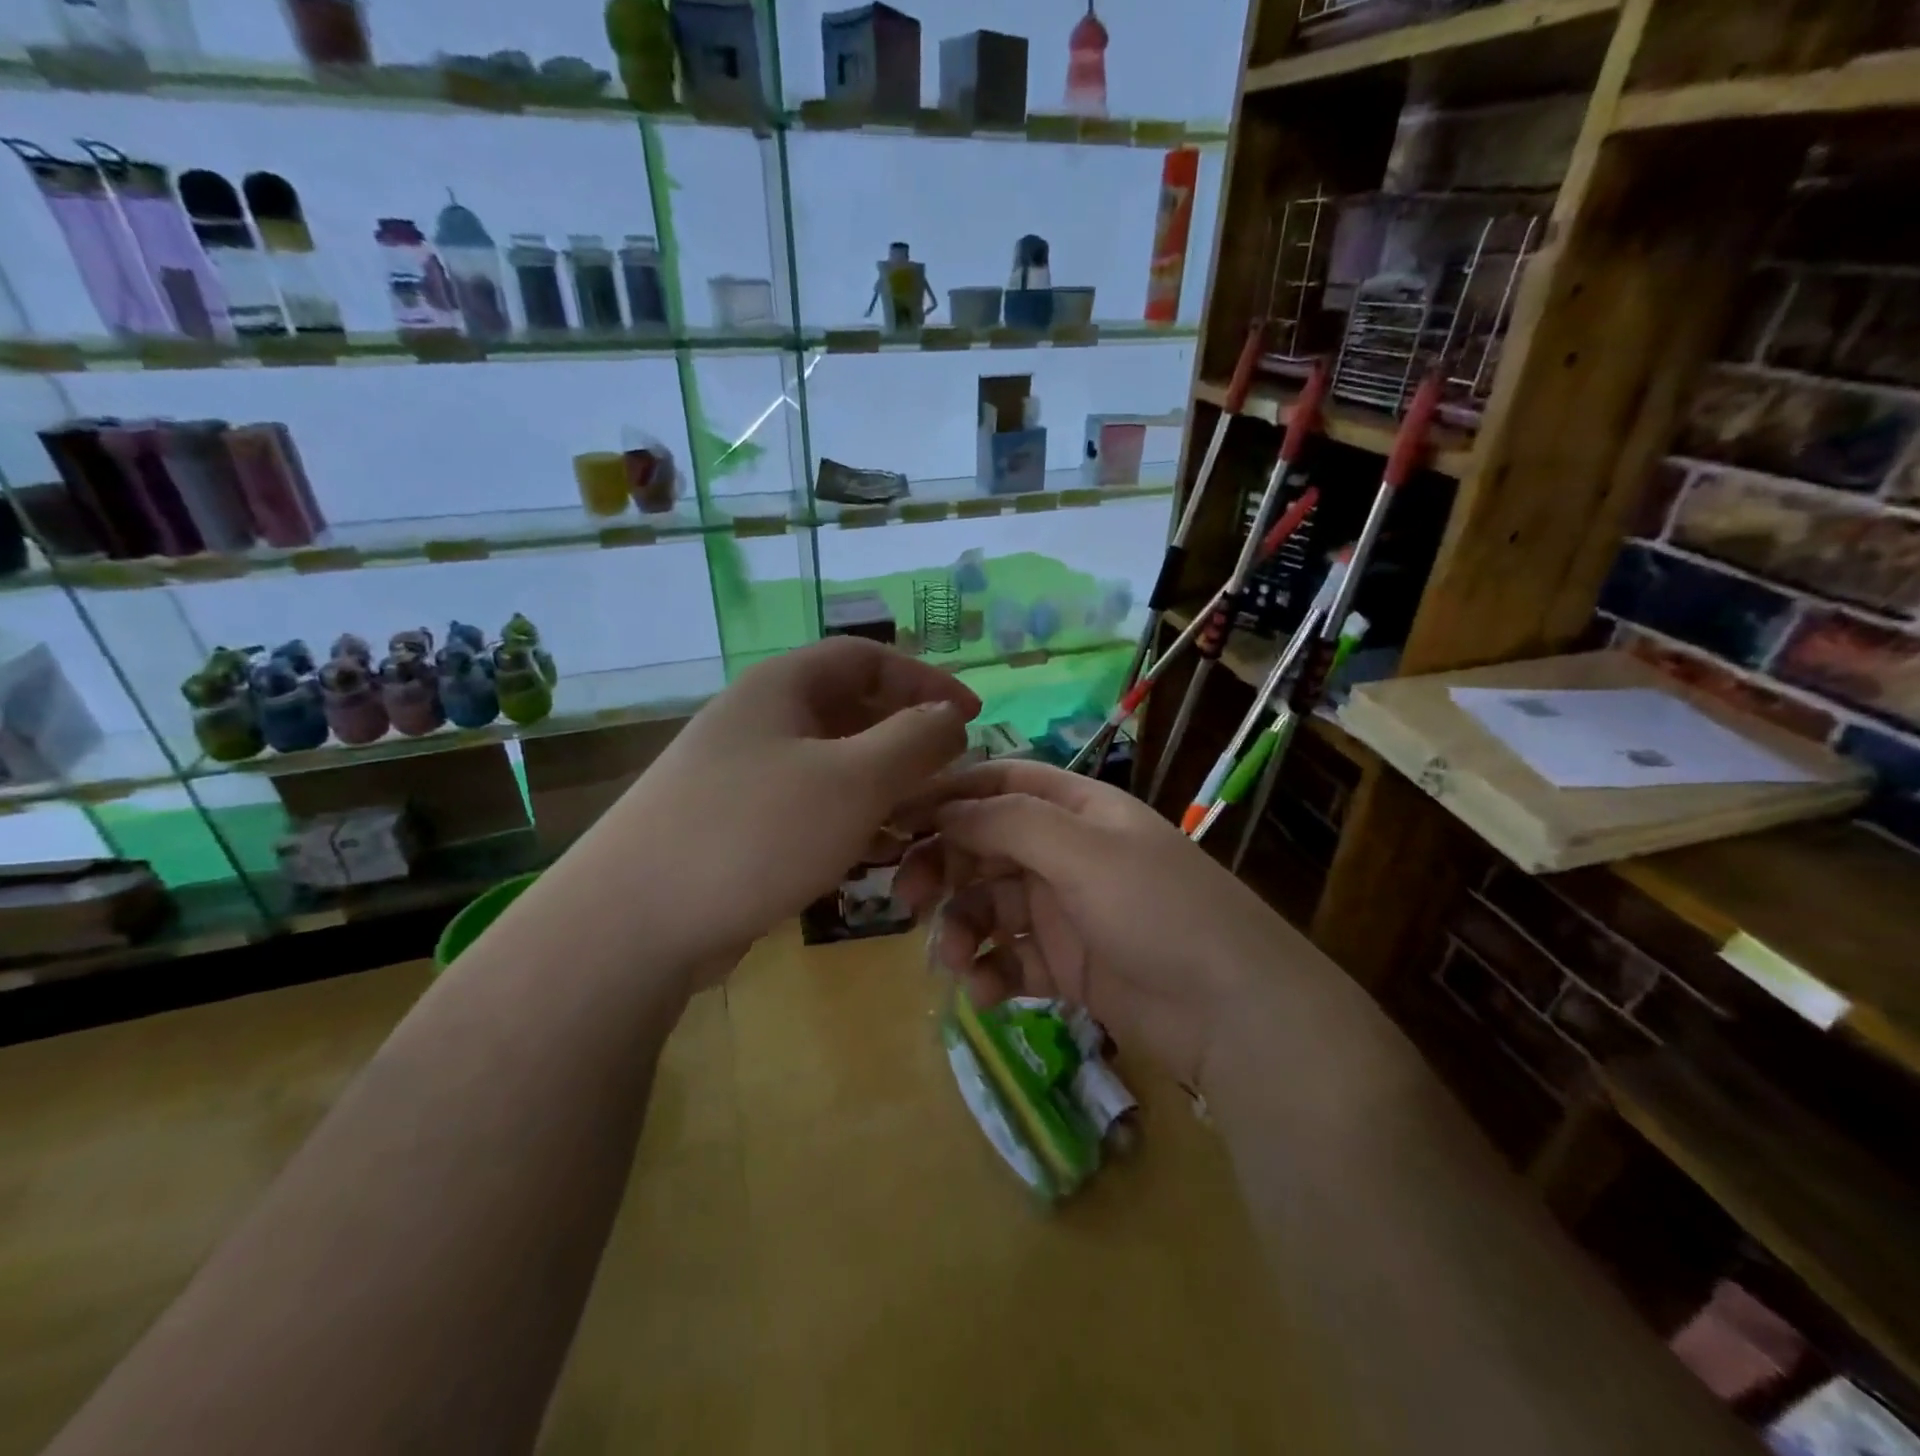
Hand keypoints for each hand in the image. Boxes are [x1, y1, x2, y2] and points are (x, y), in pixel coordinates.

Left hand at [601, 637, 977, 980]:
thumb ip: (914, 741)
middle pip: (850, 710)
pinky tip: (873, 856)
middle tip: (950, 774)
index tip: (971, 715)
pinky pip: (809, 806)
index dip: (925, 678)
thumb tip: (950, 717)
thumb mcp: (853, 780)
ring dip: (882, 785)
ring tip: (921, 821)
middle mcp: (760, 720)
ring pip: (832, 764)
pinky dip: (849, 820)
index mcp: (782, 687)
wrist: (633, 923)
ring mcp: (743, 774)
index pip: (867, 657)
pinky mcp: (736, 825)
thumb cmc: (755, 832)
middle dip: (906, 738)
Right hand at [894, 761, 1285, 1088]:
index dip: (948, 795)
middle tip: (906, 899)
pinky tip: (984, 994)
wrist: (1233, 1012)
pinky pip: (1010, 958)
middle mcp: (1067, 852)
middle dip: (944, 868)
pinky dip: (990, 972)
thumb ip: (1009, 823)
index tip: (895, 819)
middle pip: (986, 846)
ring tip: (954, 960)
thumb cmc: (1158, 910)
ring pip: (991, 906)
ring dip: (963, 928)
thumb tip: (943, 809)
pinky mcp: (1066, 965)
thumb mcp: (1084, 851)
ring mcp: (1066, 911)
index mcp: (1078, 809)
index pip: (1000, 783)